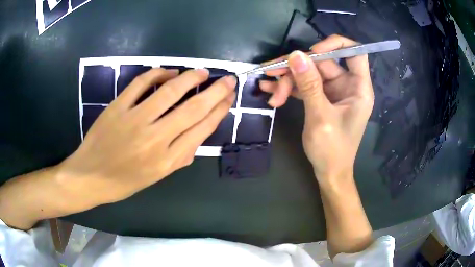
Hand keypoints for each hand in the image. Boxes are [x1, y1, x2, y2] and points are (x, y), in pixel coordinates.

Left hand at [59, 68, 235, 205]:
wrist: (90, 177)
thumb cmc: (123, 182)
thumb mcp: (156, 178)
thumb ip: (179, 157)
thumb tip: (197, 135)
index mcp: (166, 161)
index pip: (201, 129)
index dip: (219, 110)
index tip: (228, 98)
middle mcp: (154, 139)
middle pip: (192, 108)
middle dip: (215, 91)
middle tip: (228, 79)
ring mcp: (134, 120)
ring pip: (169, 92)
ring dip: (190, 78)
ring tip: (202, 71)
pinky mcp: (117, 107)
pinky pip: (140, 84)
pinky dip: (157, 73)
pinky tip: (169, 71)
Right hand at [260, 35, 373, 181]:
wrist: (328, 173)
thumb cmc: (332, 151)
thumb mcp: (320, 117)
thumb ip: (309, 85)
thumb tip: (295, 55)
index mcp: (358, 88)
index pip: (354, 53)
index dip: (334, 45)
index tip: (312, 50)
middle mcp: (347, 85)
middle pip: (322, 63)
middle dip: (297, 68)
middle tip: (271, 73)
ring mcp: (333, 91)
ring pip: (309, 74)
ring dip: (288, 80)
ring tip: (269, 89)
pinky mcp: (321, 98)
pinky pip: (304, 86)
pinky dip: (288, 88)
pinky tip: (270, 90)